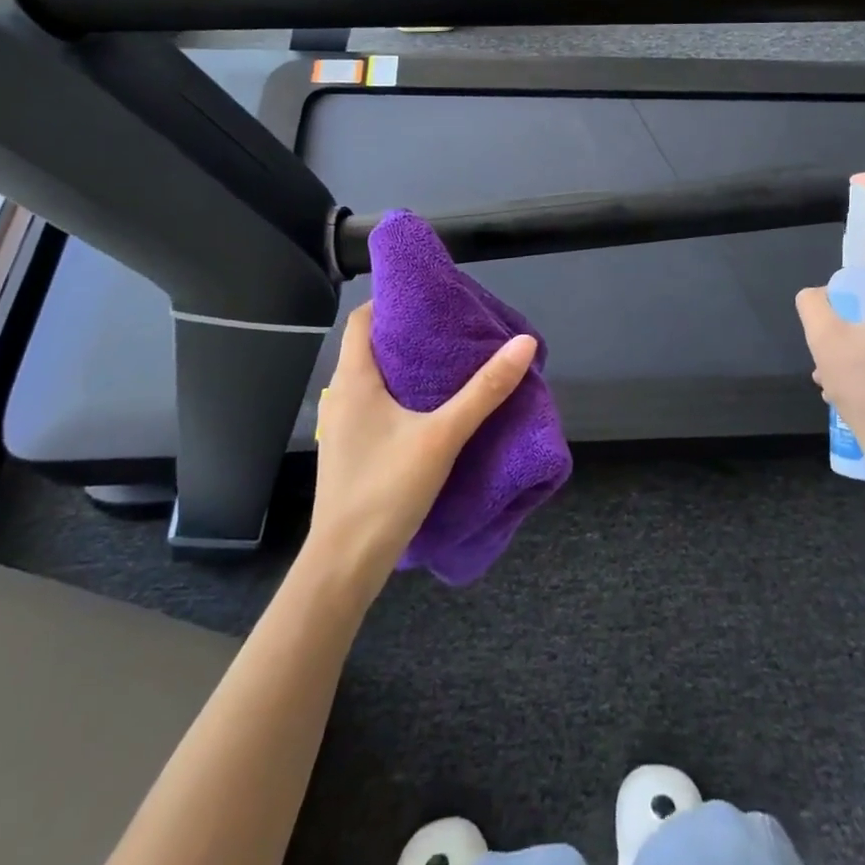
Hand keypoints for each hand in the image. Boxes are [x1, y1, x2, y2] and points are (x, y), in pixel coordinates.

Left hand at [308, 303, 538, 592]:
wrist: (344, 565)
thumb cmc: (386, 490)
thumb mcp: (443, 436)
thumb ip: (484, 390)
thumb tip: (524, 343)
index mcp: (354, 380)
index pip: (362, 319)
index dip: (392, 302)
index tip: (432, 299)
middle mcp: (340, 396)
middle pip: (370, 347)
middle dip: (408, 334)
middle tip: (452, 329)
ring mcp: (342, 426)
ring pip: (372, 378)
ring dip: (405, 367)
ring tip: (448, 364)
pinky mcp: (350, 450)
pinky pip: (373, 405)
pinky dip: (399, 395)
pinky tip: (430, 409)